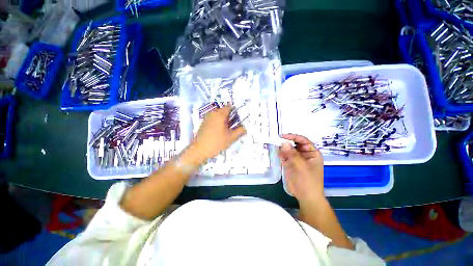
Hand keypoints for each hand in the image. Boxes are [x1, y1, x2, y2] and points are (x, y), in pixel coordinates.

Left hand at [192, 105, 245, 159]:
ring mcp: (207, 117)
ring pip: (218, 115)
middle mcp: (213, 113)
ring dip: (224, 120)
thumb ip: (240, 131)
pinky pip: (213, 119)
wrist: (199, 150)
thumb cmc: (217, 142)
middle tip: (234, 126)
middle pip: (224, 111)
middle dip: (230, 117)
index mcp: (220, 114)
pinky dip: (218, 122)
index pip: (229, 107)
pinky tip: (220, 131)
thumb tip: (245, 128)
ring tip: (227, 129)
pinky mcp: (203, 123)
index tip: (239, 118)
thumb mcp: (231, 138)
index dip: (236, 111)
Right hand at [279, 134, 323, 202]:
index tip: (283, 136)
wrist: (305, 197)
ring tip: (275, 146)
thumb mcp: (301, 167)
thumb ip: (292, 155)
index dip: (294, 137)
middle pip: (294, 144)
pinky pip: (284, 155)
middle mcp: (304, 154)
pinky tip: (276, 152)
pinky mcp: (289, 163)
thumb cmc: (308, 182)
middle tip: (276, 140)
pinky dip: (280, 153)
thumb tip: (284, 143)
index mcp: (312, 153)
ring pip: (288, 149)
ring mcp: (296, 158)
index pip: (303, 140)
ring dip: (282, 147)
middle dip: (286, 142)